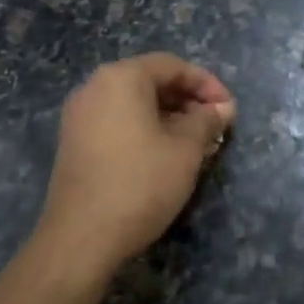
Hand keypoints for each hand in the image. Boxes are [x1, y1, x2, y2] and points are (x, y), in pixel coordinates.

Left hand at [37, 53, 236, 271]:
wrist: (82, 238)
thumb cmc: (141, 183)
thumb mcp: (186, 149)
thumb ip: (207, 120)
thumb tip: (223, 108)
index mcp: (121, 78)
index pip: (172, 66)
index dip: (207, 84)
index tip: (229, 110)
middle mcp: (94, 87)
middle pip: (150, 81)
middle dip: (187, 101)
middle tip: (215, 127)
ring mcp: (79, 116)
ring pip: (134, 104)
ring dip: (169, 117)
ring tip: (196, 144)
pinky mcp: (73, 142)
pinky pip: (117, 122)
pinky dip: (144, 130)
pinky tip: (165, 156)